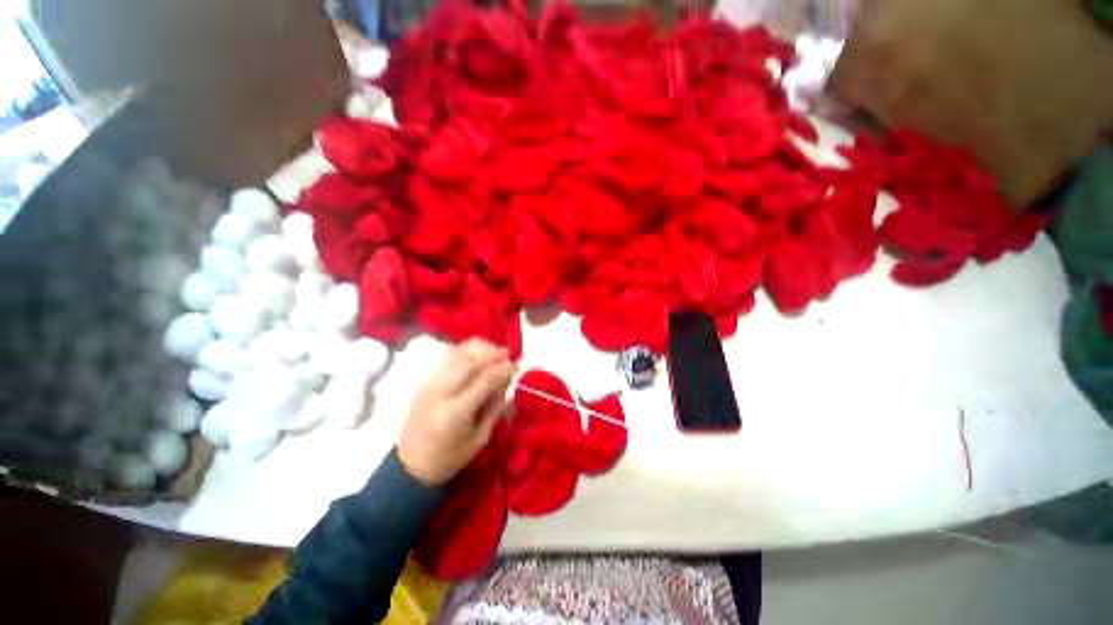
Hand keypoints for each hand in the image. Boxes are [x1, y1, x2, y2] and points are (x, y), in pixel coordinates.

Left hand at [398, 339, 515, 485]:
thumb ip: (495, 410)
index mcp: (455, 413)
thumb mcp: (479, 441)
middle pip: (467, 362)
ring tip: (493, 349)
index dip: (502, 370)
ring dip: (477, 349)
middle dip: (490, 353)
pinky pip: (447, 359)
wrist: (409, 467)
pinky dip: (464, 351)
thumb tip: (507, 383)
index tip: (515, 365)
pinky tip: (476, 353)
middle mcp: (440, 394)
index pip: (483, 381)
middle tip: (506, 352)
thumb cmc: (449, 459)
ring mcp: (429, 386)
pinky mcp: (424, 383)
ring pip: (456, 356)